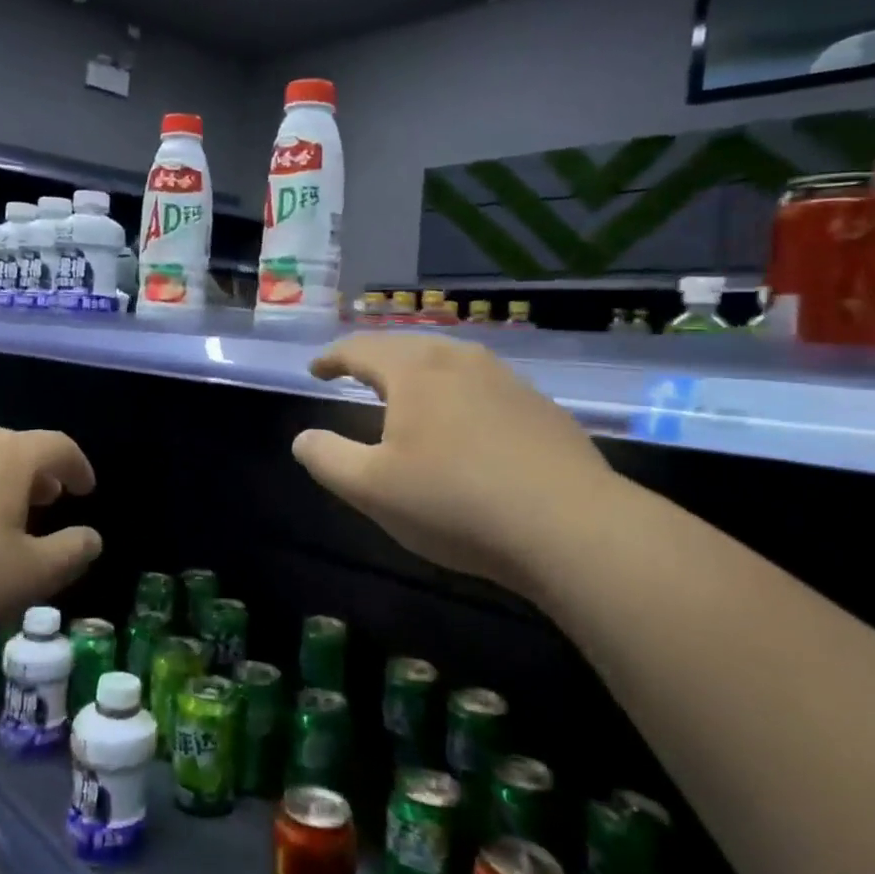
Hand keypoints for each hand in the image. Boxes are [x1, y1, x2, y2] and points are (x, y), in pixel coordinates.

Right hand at [292, 334, 619, 590]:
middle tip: (356, 374)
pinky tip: (465, 424)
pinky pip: (484, 386)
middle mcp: (461, 361)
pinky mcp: (541, 408)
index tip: (316, 370)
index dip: (332, 358)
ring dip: (420, 372)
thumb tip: (304, 439)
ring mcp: (508, 380)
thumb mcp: (370, 488)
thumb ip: (326, 458)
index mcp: (415, 370)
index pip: (361, 349)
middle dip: (375, 358)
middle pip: (408, 346)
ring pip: (450, 362)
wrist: (570, 527)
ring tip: (407, 393)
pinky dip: (458, 393)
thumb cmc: (454, 502)